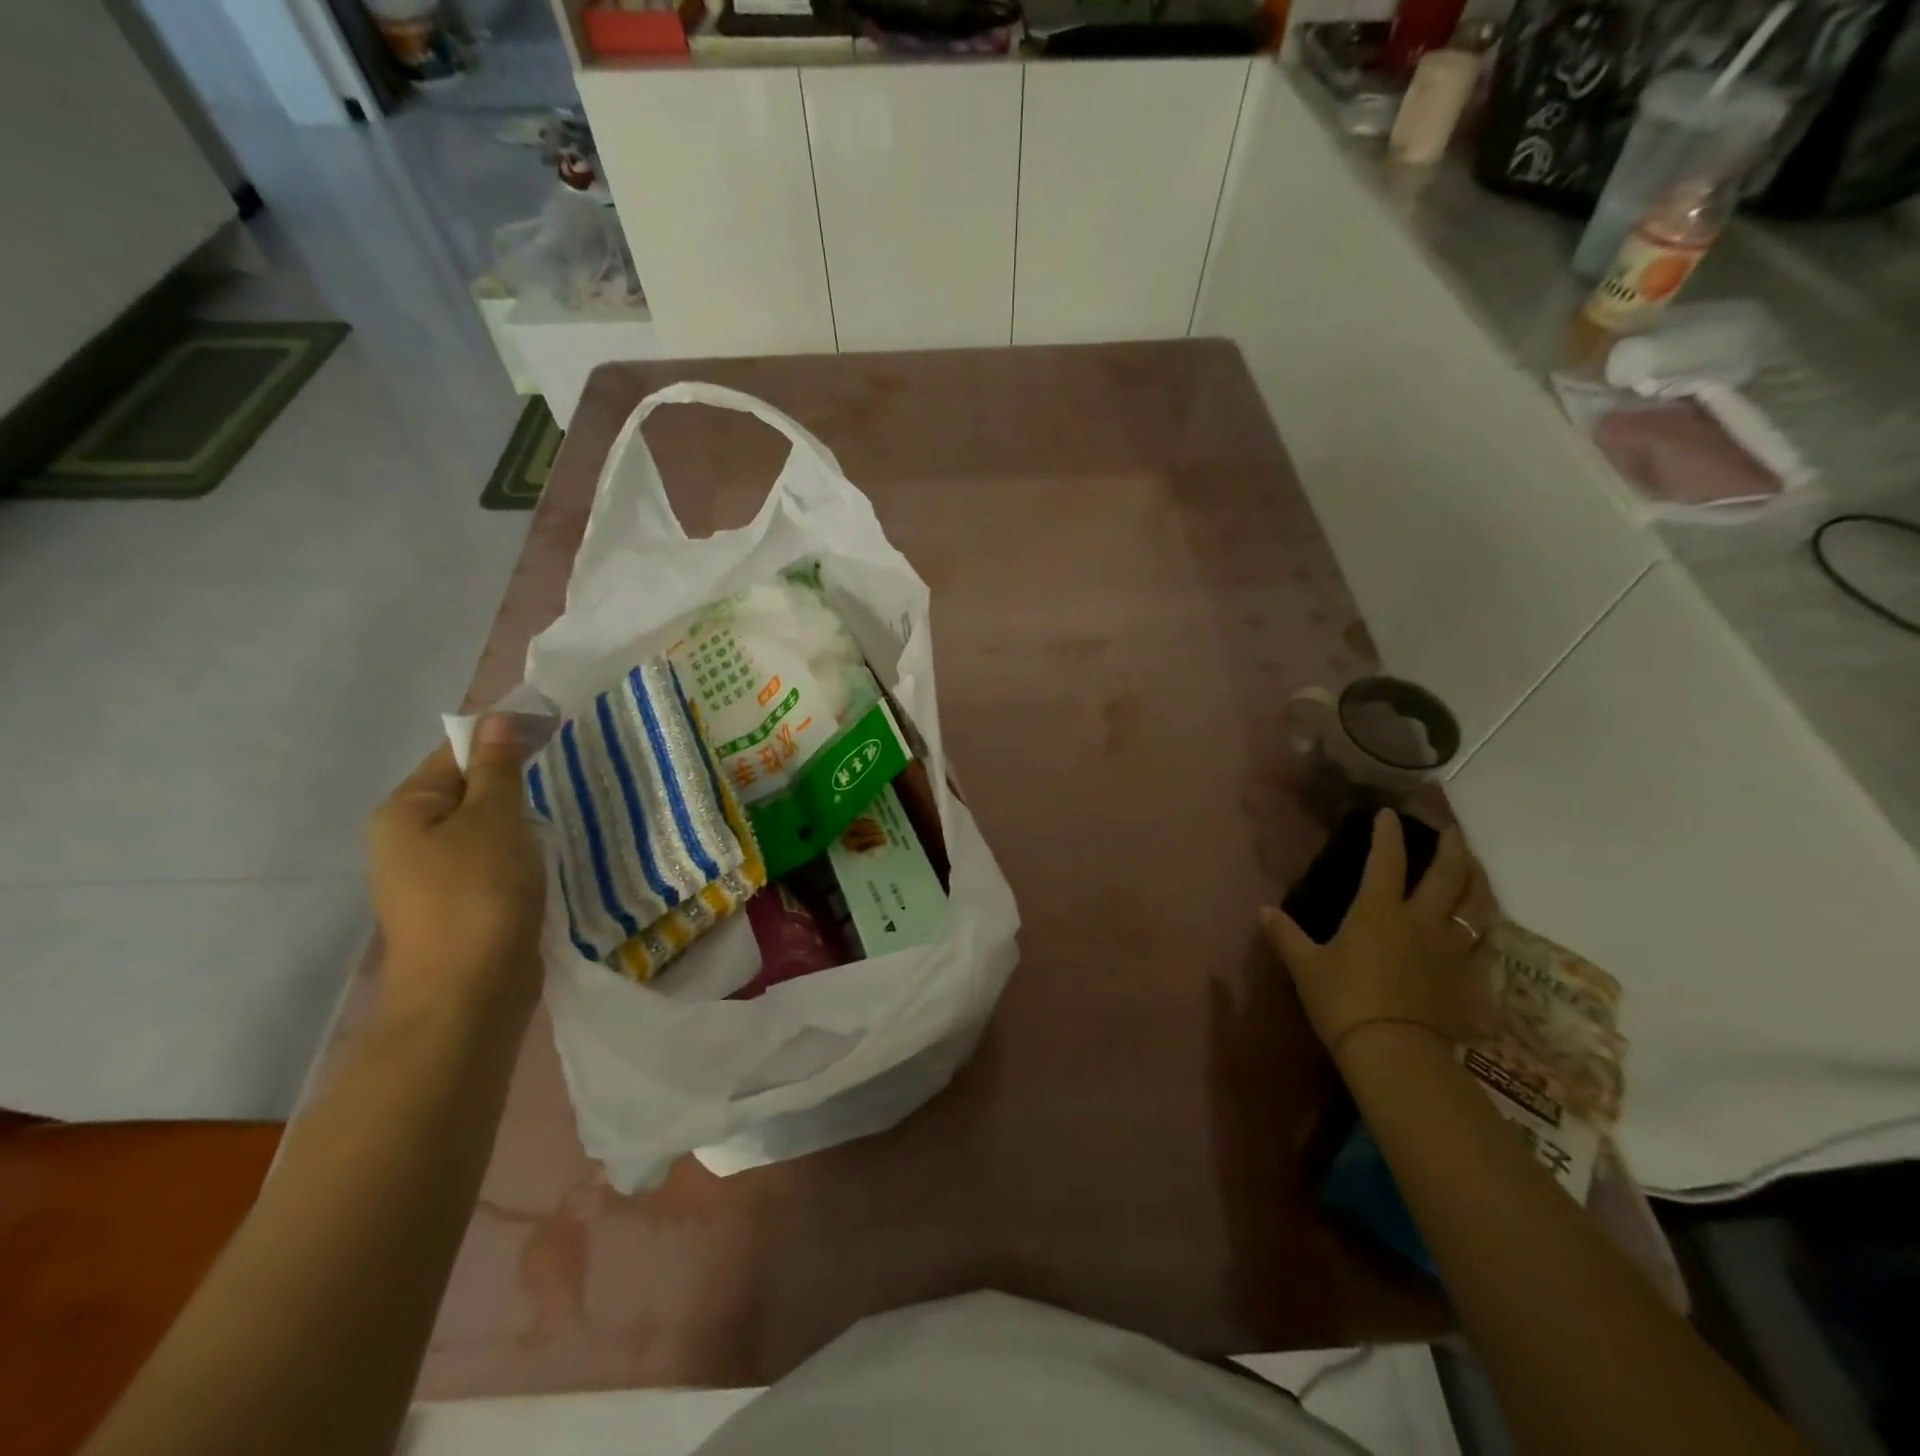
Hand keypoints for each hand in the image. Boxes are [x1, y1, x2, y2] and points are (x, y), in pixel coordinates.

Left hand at [369, 716, 545, 1014]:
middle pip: (468, 789)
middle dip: (515, 778)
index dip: (504, 735)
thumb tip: (498, 719)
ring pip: (483, 826)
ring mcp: (432, 875)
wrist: (468, 993)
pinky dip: (519, 848)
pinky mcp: (460, 903)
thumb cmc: (479, 894)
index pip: (456, 752)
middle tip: (566, 768)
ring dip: (520, 816)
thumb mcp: (494, 819)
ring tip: (562, 809)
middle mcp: (408, 838)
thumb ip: (498, 768)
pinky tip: (546, 852)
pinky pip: (491, 858)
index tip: (556, 727)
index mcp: (405, 810)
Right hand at [1260, 811, 1491, 1060]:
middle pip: (1447, 876)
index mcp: (1378, 911)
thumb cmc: (1343, 1001)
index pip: (1386, 860)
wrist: (1395, 1052)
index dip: (1387, 834)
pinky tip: (1484, 929)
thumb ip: (1286, 935)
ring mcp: (1451, 950)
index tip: (1389, 814)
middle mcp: (1421, 921)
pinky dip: (1485, 930)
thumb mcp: (1306, 967)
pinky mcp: (1468, 979)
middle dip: (1451, 849)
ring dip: (1479, 882)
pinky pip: (1484, 946)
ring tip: (1477, 869)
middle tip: (1453, 832)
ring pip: (1477, 907)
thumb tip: (1262, 911)